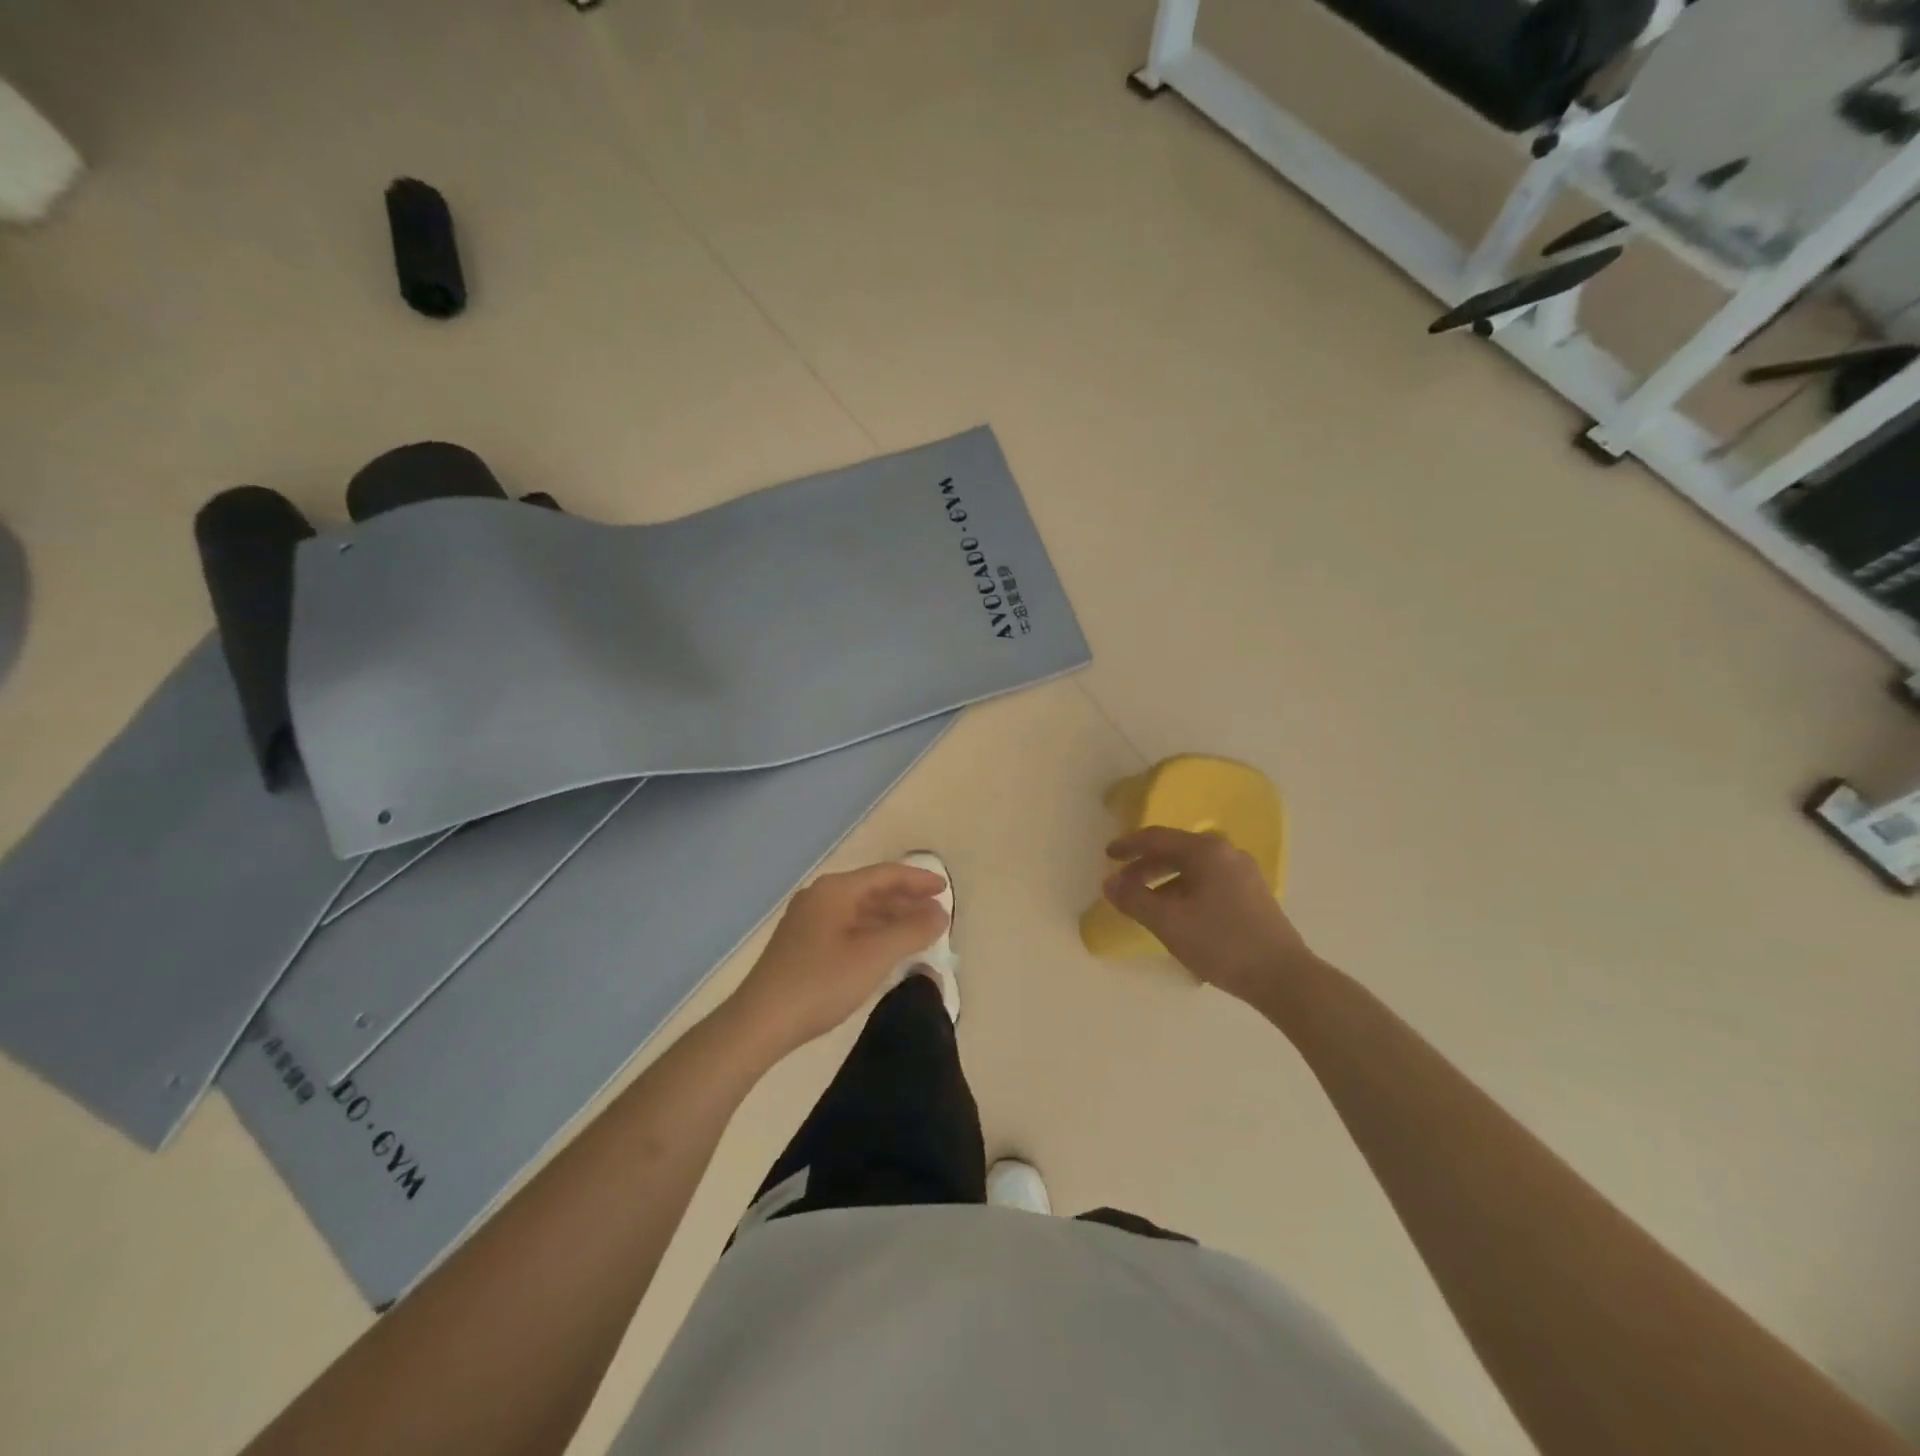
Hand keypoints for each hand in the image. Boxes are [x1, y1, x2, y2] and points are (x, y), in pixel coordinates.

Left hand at [728, 862, 948, 1055]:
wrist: (760, 1022)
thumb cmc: (821, 982)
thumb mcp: (874, 955)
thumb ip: (912, 930)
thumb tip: (940, 913)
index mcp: (835, 890)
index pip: (886, 874)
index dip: (919, 880)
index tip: (945, 890)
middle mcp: (820, 897)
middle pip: (872, 890)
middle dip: (906, 900)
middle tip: (936, 913)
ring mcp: (807, 921)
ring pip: (859, 911)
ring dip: (890, 919)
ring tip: (918, 933)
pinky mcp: (802, 945)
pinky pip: (847, 927)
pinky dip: (872, 933)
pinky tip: (885, 951)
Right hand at [1103, 827, 1314, 1003]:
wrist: (1283, 977)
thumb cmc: (1221, 943)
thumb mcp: (1168, 922)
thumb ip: (1134, 899)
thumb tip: (1109, 883)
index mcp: (1206, 851)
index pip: (1157, 838)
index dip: (1128, 846)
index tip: (1107, 856)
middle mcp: (1226, 853)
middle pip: (1175, 851)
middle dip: (1145, 867)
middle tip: (1122, 885)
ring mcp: (1243, 873)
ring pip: (1192, 869)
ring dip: (1163, 882)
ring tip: (1146, 905)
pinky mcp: (1252, 894)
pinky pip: (1208, 882)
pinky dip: (1184, 890)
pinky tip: (1177, 915)